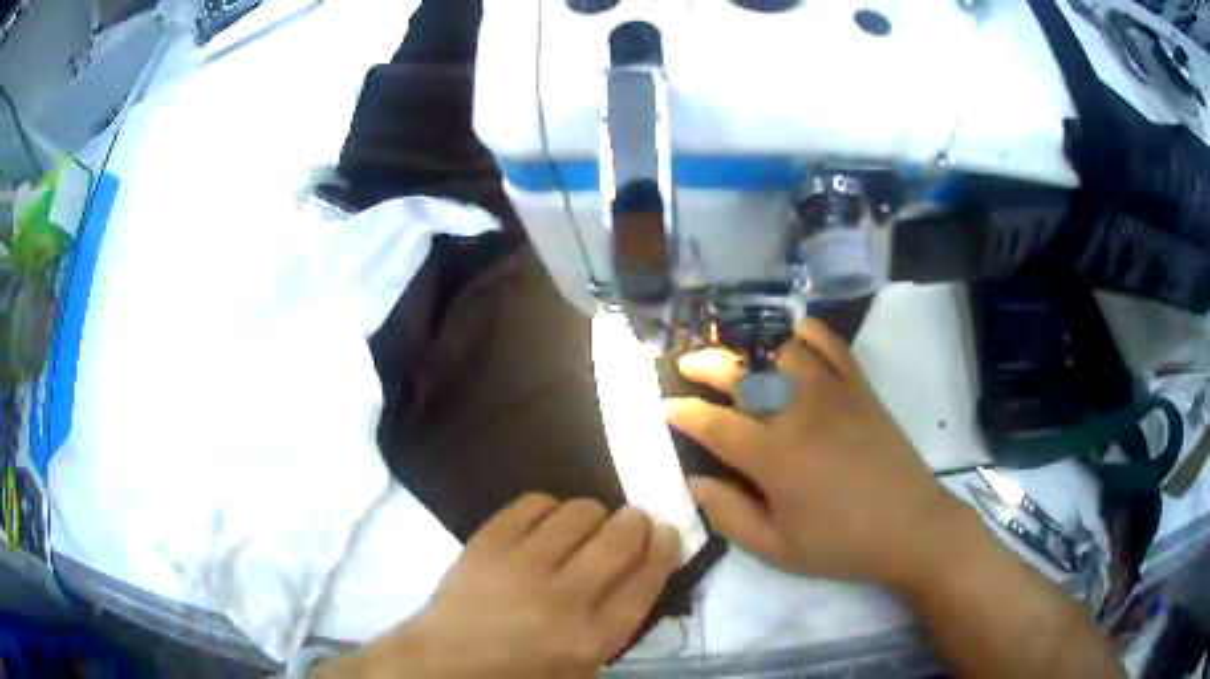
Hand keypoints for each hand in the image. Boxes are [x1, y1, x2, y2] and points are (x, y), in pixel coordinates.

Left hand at [317, 494, 679, 678]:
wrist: (444, 664)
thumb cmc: (519, 674)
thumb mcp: (582, 669)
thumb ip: (615, 624)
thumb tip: (639, 569)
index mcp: (592, 638)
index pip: (647, 577)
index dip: (664, 546)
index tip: (666, 529)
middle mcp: (563, 598)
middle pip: (620, 537)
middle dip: (636, 520)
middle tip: (631, 521)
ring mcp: (521, 566)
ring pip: (578, 512)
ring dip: (592, 514)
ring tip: (583, 527)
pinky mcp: (486, 543)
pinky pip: (533, 504)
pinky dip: (548, 508)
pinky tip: (545, 523)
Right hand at [666, 319, 964, 587]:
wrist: (911, 528)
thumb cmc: (841, 545)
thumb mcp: (777, 549)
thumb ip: (729, 515)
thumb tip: (694, 481)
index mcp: (775, 458)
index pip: (714, 423)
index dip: (682, 412)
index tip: (665, 408)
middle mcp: (800, 413)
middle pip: (742, 371)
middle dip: (705, 363)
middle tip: (687, 365)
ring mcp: (833, 392)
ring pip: (781, 348)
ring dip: (748, 342)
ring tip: (730, 348)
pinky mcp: (860, 387)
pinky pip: (829, 344)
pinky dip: (805, 331)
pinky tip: (790, 334)